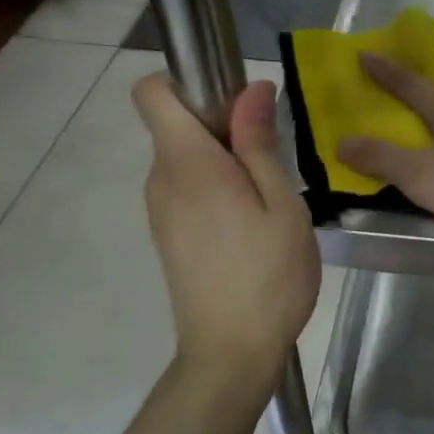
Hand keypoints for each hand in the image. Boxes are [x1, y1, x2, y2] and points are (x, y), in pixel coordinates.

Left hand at [133, 74, 319, 383]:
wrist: (230, 352)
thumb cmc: (267, 275)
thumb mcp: (281, 204)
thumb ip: (260, 144)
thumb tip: (251, 88)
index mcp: (187, 164)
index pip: (152, 92)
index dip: (187, 81)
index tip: (234, 103)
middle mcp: (161, 180)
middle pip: (175, 125)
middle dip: (220, 125)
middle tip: (270, 159)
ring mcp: (160, 211)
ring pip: (185, 160)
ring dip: (223, 161)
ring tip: (267, 198)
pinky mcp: (168, 236)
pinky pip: (187, 190)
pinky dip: (215, 189)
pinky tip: (250, 225)